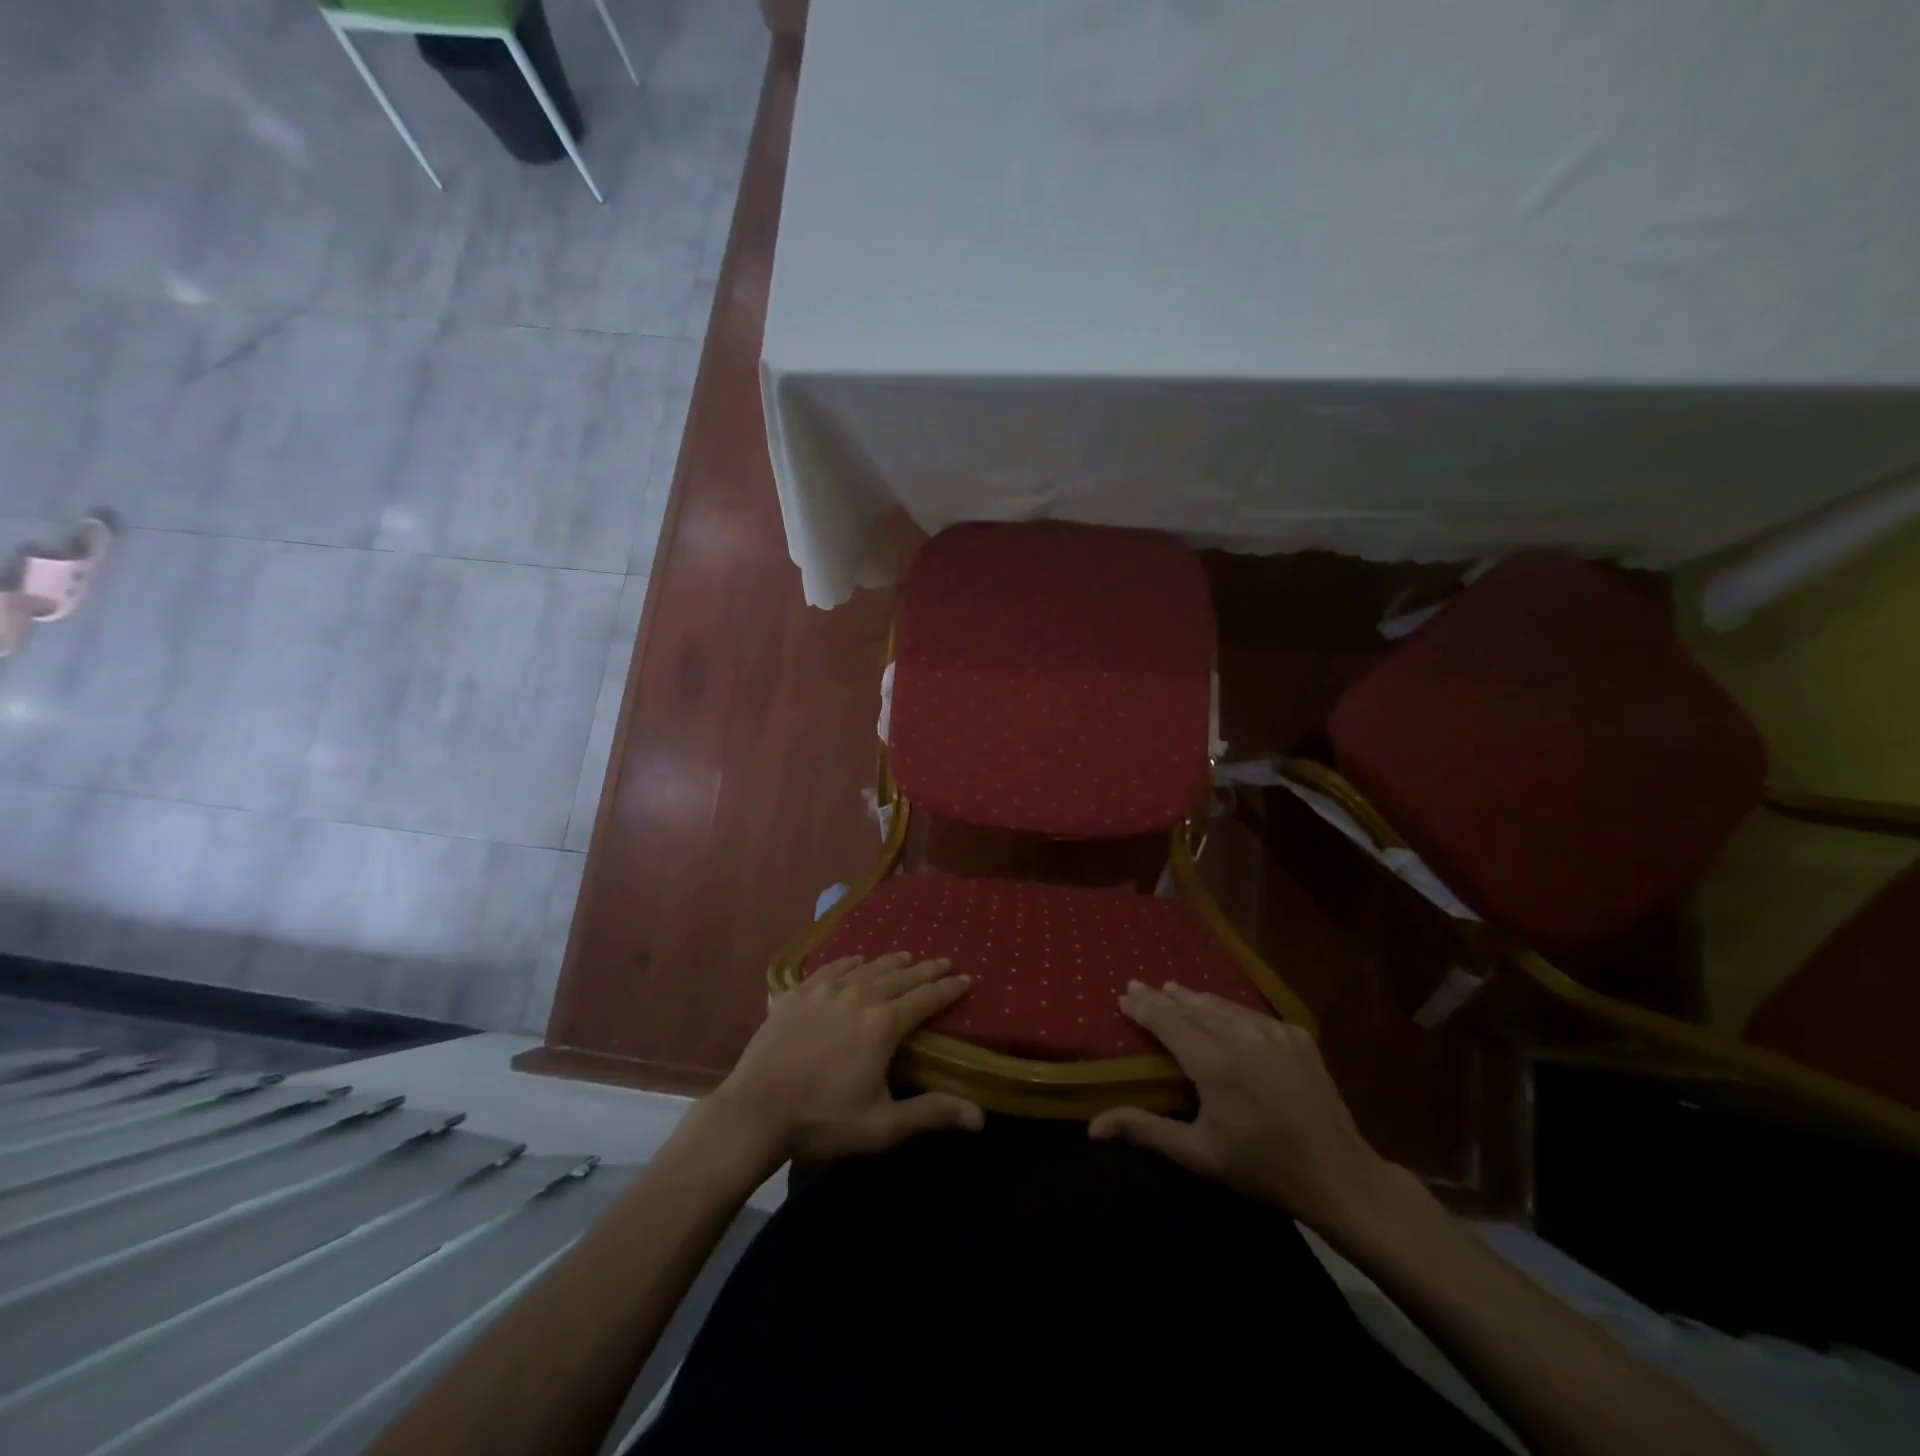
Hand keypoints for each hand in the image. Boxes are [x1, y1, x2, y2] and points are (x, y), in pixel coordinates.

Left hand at [707, 953, 983, 1170]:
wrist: (755, 1110)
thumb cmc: (823, 1119)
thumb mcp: (882, 1125)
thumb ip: (931, 1113)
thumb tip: (981, 1117)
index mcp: (884, 1024)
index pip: (926, 998)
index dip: (948, 989)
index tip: (966, 978)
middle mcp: (860, 995)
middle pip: (901, 976)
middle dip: (926, 969)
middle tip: (944, 961)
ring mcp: (826, 990)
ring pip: (868, 967)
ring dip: (891, 961)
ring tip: (906, 956)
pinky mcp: (798, 992)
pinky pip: (832, 967)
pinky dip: (851, 961)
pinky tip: (855, 960)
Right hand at [1089, 981, 1399, 1232]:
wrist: (1338, 1175)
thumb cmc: (1261, 1167)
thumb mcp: (1198, 1154)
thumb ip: (1144, 1130)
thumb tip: (1092, 1127)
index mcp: (1213, 1062)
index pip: (1167, 1020)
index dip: (1143, 1006)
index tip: (1123, 995)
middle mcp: (1240, 1035)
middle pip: (1191, 1006)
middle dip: (1162, 997)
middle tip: (1138, 985)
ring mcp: (1272, 1031)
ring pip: (1222, 1004)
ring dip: (1193, 997)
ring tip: (1173, 991)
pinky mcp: (1295, 1034)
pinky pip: (1251, 1014)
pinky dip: (1227, 1009)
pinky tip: (1219, 1011)